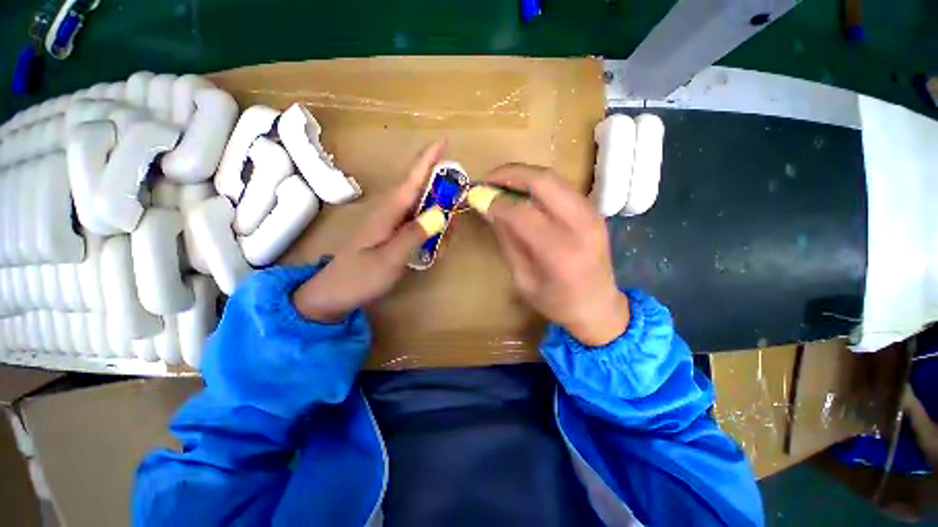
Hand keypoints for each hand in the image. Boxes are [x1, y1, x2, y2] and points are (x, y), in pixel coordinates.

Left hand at [292, 140, 445, 321]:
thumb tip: (440, 213)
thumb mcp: (388, 259)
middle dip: (442, 192)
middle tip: (458, 207)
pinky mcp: (393, 233)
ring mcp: (391, 223)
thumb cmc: (359, 277)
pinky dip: (431, 230)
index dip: (427, 160)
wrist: (334, 294)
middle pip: (420, 191)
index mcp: (387, 212)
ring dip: (439, 215)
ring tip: (447, 236)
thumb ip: (414, 235)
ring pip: (421, 208)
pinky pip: (417, 223)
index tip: (444, 141)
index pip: (411, 179)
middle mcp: (390, 212)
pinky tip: (436, 244)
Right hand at [478, 164, 628, 345]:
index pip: (522, 212)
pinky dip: (537, 183)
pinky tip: (522, 191)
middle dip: (509, 174)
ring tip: (500, 183)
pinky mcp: (594, 210)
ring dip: (523, 175)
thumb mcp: (522, 278)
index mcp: (560, 253)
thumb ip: (507, 240)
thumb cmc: (556, 302)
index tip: (476, 198)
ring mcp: (592, 214)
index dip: (495, 201)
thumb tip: (488, 208)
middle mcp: (581, 226)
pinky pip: (561, 185)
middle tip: (487, 180)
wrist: (598, 306)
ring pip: (553, 177)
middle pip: (542, 181)